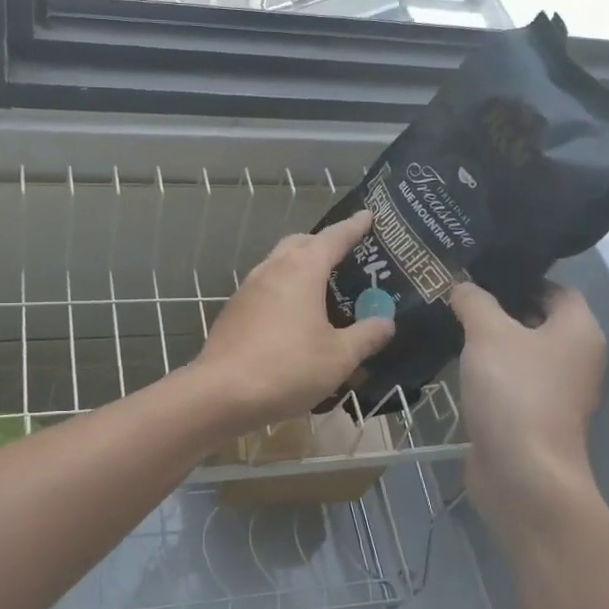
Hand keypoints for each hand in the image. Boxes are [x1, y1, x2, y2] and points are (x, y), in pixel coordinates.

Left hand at [192, 210, 396, 430]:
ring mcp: (248, 290)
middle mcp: (272, 270)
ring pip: (278, 265)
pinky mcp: (234, 312)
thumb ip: (366, 336)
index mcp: (301, 270)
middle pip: (300, 244)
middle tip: (345, 254)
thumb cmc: (288, 368)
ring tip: (322, 287)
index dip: (354, 227)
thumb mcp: (339, 357)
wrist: (221, 393)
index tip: (368, 215)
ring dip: (300, 267)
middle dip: (323, 243)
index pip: (334, 238)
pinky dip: (284, 292)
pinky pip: (265, 290)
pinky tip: (294, 317)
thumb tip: (386, 322)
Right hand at [451, 280, 606, 547]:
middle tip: (454, 292)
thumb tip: (462, 285)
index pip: (554, 288)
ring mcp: (555, 391)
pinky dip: (486, 371)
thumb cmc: (514, 392)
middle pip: (536, 319)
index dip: (519, 277)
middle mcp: (575, 358)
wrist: (522, 473)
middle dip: (497, 307)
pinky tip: (452, 361)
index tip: (478, 271)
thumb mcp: (488, 333)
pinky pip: (509, 381)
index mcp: (579, 330)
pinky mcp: (532, 417)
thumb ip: (474, 301)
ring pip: (519, 352)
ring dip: (488, 341)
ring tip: (447, 322)